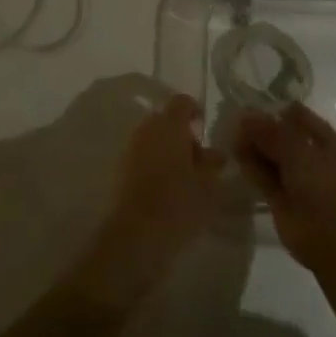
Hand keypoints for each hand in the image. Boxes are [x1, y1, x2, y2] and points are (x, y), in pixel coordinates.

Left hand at [68, 94, 225, 310]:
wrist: (137, 235)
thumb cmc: (179, 203)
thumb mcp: (208, 185)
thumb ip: (213, 163)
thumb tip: (214, 153)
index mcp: (170, 124)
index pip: (181, 102)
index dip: (194, 111)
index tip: (204, 129)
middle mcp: (147, 129)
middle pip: (165, 120)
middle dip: (181, 134)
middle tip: (197, 159)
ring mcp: (131, 148)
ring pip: (153, 139)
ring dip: (167, 150)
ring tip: (183, 177)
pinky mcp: (121, 169)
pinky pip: (142, 156)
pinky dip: (153, 164)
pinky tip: (165, 188)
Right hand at [233, 104, 335, 272]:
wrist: (328, 237)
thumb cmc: (322, 184)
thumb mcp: (298, 149)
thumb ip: (271, 131)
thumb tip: (246, 116)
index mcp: (327, 143)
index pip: (300, 118)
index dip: (278, 111)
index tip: (254, 105)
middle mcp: (313, 159)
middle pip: (283, 138)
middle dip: (262, 129)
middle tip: (237, 120)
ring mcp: (297, 180)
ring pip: (272, 158)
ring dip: (253, 147)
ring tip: (231, 135)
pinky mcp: (281, 199)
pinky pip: (264, 178)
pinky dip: (251, 167)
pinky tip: (235, 155)